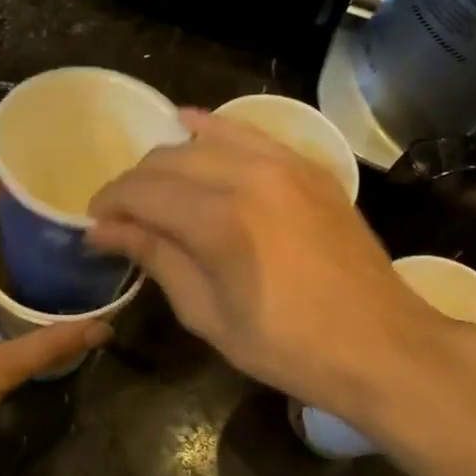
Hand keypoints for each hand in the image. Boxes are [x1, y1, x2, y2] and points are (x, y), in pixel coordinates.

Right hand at [88, 109, 475, 424]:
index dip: (109, 206)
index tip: (94, 227)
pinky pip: (246, 132)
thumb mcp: (209, 314)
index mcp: (220, 220)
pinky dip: (212, 131)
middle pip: (166, 161)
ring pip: (202, 140)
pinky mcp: (308, 165)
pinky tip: (190, 127)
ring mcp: (284, 163)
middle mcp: (248, 175)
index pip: (141, 192)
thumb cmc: (289, 347)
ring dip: (167, 161)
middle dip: (132, 185)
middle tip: (120, 217)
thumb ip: (157, 258)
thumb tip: (104, 231)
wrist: (381, 344)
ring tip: (155, 190)